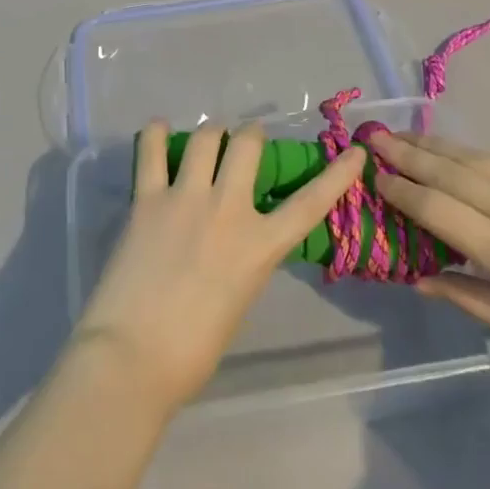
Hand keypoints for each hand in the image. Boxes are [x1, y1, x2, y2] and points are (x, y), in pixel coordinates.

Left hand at [74, 121, 368, 408]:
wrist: (134, 358)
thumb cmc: (193, 350)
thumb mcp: (240, 299)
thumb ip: (245, 259)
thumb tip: (236, 238)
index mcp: (259, 246)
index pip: (310, 203)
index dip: (337, 175)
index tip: (355, 152)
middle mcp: (227, 209)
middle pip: (247, 144)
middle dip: (251, 134)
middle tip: (245, 141)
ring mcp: (185, 198)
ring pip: (204, 137)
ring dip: (210, 133)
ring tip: (207, 139)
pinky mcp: (147, 199)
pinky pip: (150, 150)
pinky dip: (154, 134)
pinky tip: (157, 130)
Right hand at [369, 133, 489, 368]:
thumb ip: (471, 298)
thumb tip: (418, 278)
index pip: (435, 209)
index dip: (399, 191)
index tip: (370, 178)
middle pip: (445, 170)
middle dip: (402, 152)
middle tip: (368, 136)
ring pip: (469, 155)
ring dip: (428, 144)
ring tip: (396, 133)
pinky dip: (465, 151)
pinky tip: (448, 148)